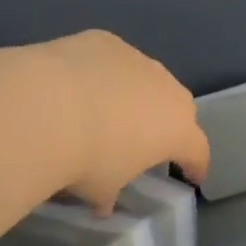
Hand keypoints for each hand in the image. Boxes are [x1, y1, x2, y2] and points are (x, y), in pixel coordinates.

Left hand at [38, 30, 210, 210]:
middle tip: (147, 140)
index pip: (197, 150)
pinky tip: (77, 84)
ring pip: (145, 77)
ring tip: (107, 110)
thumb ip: (110, 194)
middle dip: (167, 122)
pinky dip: (102, 72)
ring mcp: (137, 59)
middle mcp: (166, 88)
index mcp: (176, 129)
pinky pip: (112, 60)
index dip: (195, 165)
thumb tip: (103, 203)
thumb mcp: (101, 189)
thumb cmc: (88, 157)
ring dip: (134, 94)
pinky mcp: (106, 41)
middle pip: (177, 106)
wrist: (48, 105)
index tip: (191, 176)